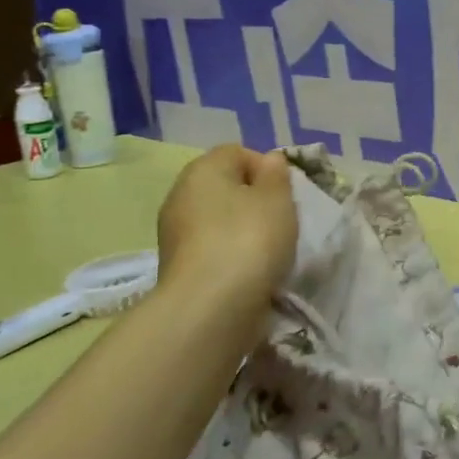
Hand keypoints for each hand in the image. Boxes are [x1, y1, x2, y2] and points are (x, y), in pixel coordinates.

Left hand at [155, 146, 296, 320]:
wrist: (210, 306)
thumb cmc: (249, 239)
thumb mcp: (277, 199)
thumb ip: (276, 174)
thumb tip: (269, 160)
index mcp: (203, 169)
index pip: (238, 153)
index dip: (266, 169)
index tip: (285, 194)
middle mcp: (180, 193)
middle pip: (225, 186)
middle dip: (253, 200)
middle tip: (279, 221)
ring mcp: (173, 231)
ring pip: (217, 218)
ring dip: (241, 229)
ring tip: (266, 250)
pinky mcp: (175, 265)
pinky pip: (210, 246)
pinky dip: (228, 253)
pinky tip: (247, 270)